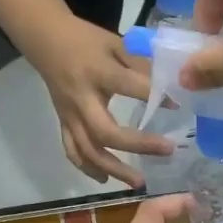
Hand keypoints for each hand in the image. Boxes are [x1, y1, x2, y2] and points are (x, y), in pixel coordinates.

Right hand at [31, 17, 173, 186]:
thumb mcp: (115, 43)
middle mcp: (81, 98)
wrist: (45, 39)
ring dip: (114, 169)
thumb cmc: (86, 40)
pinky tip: (106, 179)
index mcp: (98, 71)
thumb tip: (169, 86)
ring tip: (139, 182)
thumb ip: (140, 63)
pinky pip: (72, 150)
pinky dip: (87, 167)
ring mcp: (69, 114)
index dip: (153, 96)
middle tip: (168, 150)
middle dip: (137, 145)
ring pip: (88, 149)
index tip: (177, 105)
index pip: (127, 86)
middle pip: (105, 131)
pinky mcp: (63, 122)